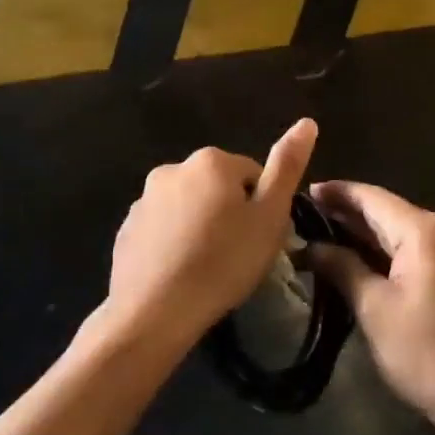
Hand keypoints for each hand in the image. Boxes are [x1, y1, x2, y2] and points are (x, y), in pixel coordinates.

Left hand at [105, 119, 317, 351]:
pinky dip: (173, 242)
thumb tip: (307, 122)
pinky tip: (180, 273)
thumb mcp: (270, 217)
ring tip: (208, 268)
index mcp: (212, 161)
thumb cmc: (223, 263)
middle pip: (218, 187)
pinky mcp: (126, 228)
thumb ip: (288, 167)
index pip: (253, 175)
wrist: (154, 312)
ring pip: (188, 207)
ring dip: (200, 226)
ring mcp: (144, 198)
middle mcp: (174, 168)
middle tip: (238, 255)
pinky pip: (162, 229)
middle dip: (230, 213)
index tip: (260, 239)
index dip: (263, 208)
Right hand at [308, 181, 434, 434]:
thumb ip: (343, 268)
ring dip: (366, 234)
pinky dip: (387, 251)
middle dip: (348, 213)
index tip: (304, 192)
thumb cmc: (429, 354)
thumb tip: (312, 246)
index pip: (372, 197)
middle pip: (388, 211)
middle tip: (305, 217)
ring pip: (402, 232)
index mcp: (424, 231)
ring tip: (325, 237)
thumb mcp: (376, 310)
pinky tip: (361, 261)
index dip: (337, 192)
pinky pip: (417, 250)